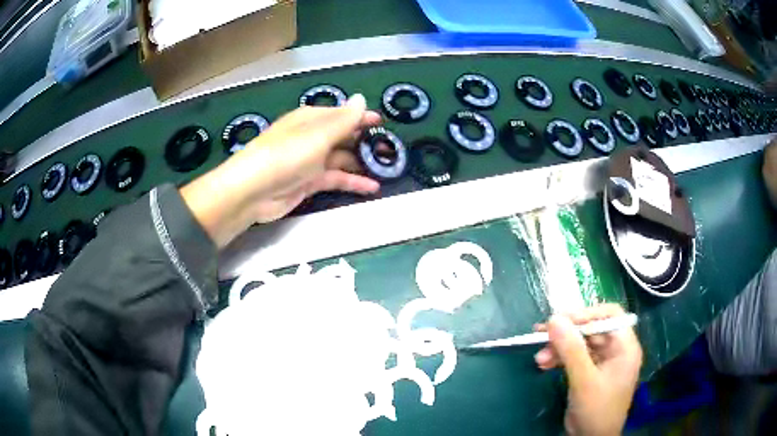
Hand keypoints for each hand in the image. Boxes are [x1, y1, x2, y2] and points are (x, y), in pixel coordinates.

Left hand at [181, 94, 381, 247]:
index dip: (362, 117)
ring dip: (362, 163)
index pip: (342, 114)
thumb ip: (344, 119)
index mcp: (312, 119)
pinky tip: (372, 187)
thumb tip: (361, 98)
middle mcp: (312, 137)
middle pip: (343, 136)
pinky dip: (353, 182)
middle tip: (389, 150)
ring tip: (387, 169)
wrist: (253, 191)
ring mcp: (310, 161)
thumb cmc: (287, 155)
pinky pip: (336, 179)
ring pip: (341, 159)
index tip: (383, 123)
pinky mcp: (309, 183)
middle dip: (364, 141)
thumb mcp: (318, 134)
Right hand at [534, 304, 642, 435]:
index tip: (560, 320)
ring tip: (539, 358)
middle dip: (566, 335)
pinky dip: (560, 359)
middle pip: (592, 330)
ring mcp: (603, 362)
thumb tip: (553, 319)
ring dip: (559, 348)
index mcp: (625, 346)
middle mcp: (616, 350)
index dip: (586, 314)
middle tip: (541, 336)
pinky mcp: (591, 373)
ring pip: (580, 344)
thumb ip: (571, 350)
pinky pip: (575, 358)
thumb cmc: (596, 410)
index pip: (610, 316)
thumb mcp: (584, 380)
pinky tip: (544, 365)